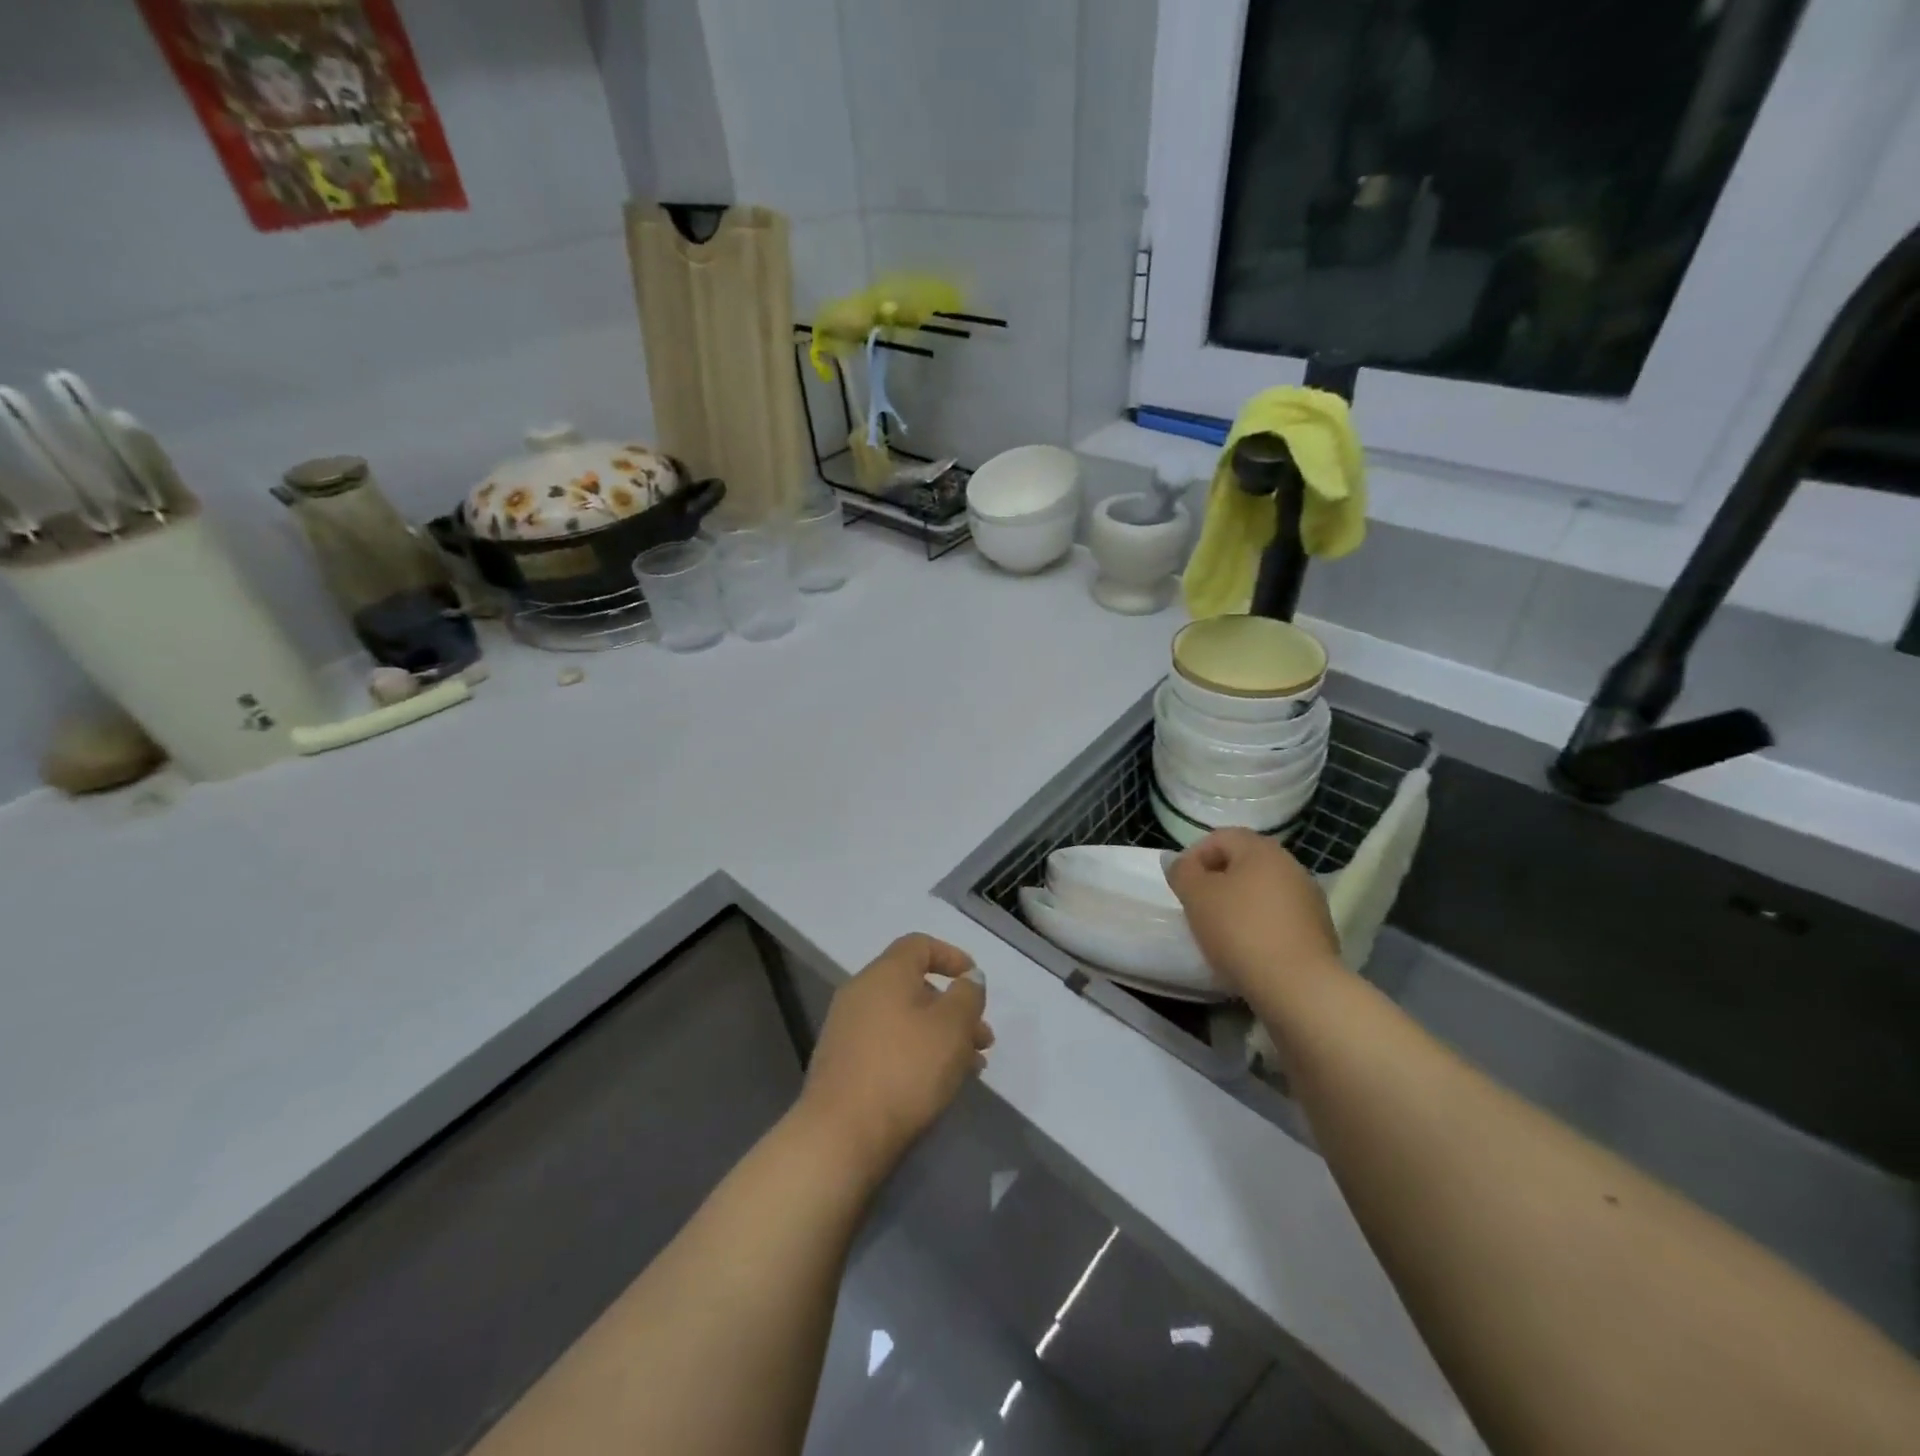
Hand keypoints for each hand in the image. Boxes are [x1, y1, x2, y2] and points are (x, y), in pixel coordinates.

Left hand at [795, 934, 993, 1181]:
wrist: (841, 1135)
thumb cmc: (905, 1069)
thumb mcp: (952, 1027)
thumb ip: (967, 995)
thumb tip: (968, 977)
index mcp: (885, 973)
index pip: (919, 945)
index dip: (951, 956)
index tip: (974, 981)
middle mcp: (861, 992)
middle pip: (914, 986)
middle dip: (953, 1008)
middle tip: (983, 1038)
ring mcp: (847, 1029)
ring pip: (904, 1019)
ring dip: (940, 1036)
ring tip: (972, 1068)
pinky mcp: (843, 1063)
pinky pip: (888, 1045)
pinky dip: (916, 1053)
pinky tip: (938, 1084)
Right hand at [1167, 828, 1342, 1000]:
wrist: (1299, 987)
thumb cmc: (1240, 931)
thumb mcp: (1196, 897)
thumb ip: (1182, 872)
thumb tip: (1177, 859)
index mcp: (1261, 849)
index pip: (1220, 837)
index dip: (1194, 857)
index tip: (1181, 887)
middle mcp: (1290, 866)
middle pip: (1243, 863)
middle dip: (1216, 881)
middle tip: (1197, 908)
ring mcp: (1309, 899)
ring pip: (1262, 891)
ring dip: (1239, 905)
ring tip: (1220, 933)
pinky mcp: (1319, 931)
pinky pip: (1278, 917)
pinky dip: (1259, 926)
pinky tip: (1248, 951)